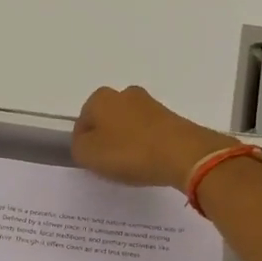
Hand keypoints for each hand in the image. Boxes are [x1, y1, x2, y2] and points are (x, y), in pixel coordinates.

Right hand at [72, 85, 236, 190]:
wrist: (183, 154)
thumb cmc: (129, 153)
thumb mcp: (88, 155)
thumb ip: (78, 147)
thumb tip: (85, 142)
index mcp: (100, 98)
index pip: (82, 124)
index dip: (84, 146)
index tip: (94, 163)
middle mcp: (124, 94)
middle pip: (106, 122)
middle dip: (106, 141)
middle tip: (111, 165)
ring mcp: (150, 104)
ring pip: (128, 126)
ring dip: (126, 143)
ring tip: (132, 166)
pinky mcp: (170, 117)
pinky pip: (148, 133)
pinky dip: (145, 146)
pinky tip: (149, 162)